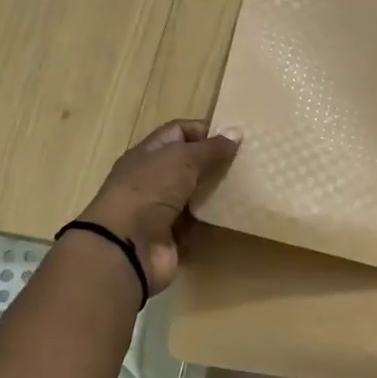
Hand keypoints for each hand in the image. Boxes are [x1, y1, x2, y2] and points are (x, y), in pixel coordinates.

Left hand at [76, 120, 240, 293]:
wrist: (127, 246)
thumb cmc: (150, 190)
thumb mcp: (181, 159)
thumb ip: (210, 148)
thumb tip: (236, 132)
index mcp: (148, 153)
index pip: (177, 132)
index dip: (204, 131)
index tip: (234, 138)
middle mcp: (154, 179)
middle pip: (189, 164)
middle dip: (216, 162)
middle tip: (247, 162)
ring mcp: (162, 209)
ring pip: (196, 194)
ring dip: (218, 190)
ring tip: (248, 185)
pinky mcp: (173, 236)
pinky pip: (199, 222)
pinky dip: (214, 218)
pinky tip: (237, 212)